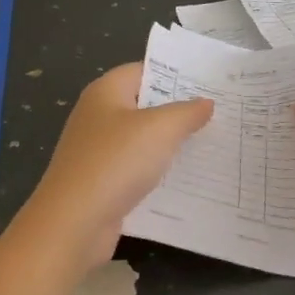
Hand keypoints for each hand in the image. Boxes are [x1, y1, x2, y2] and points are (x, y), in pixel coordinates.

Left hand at [12, 62, 213, 266]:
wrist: (74, 223)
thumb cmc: (116, 162)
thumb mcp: (160, 129)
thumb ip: (187, 112)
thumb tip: (206, 103)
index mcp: (105, 92)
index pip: (144, 70)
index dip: (176, 75)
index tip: (210, 83)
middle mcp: (98, 116)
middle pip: (144, 105)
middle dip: (179, 110)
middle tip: (220, 112)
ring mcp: (98, 151)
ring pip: (142, 140)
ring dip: (171, 144)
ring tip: (212, 144)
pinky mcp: (102, 182)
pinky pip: (137, 170)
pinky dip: (159, 172)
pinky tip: (187, 179)